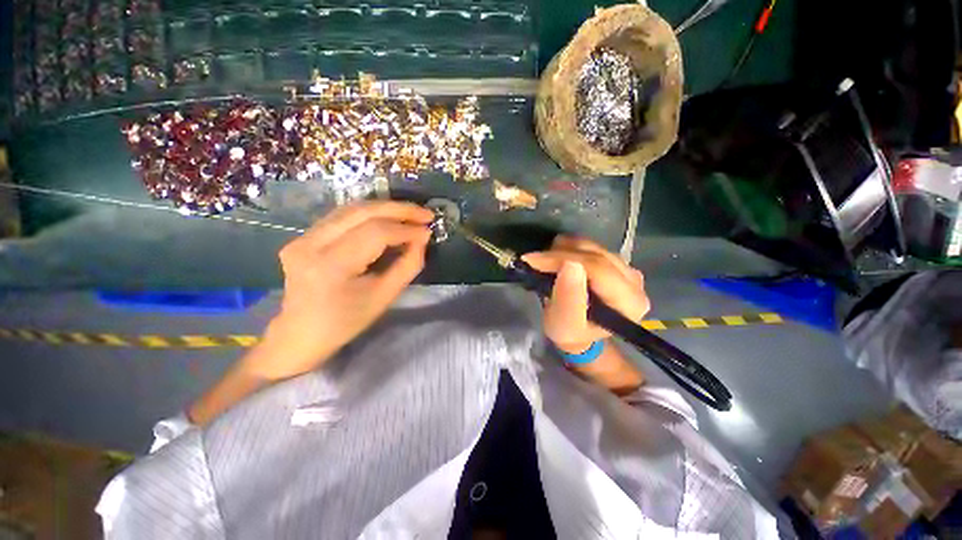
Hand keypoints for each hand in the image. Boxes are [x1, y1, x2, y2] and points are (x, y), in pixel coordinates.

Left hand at [249, 201, 433, 380]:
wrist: (301, 334)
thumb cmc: (346, 322)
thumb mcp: (384, 297)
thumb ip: (407, 266)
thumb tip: (422, 238)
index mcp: (330, 266)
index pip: (375, 234)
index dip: (405, 229)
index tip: (428, 231)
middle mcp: (310, 244)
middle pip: (361, 212)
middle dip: (399, 209)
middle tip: (425, 213)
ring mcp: (301, 237)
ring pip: (351, 209)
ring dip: (385, 208)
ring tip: (411, 213)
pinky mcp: (302, 236)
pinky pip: (342, 217)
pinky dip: (370, 215)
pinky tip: (388, 218)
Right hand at [522, 236, 649, 354]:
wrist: (580, 333)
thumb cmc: (571, 333)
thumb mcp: (565, 325)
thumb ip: (569, 299)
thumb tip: (570, 264)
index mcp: (630, 302)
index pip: (597, 268)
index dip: (562, 259)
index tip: (533, 260)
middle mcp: (635, 282)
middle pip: (595, 254)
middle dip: (559, 254)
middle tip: (534, 260)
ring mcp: (628, 269)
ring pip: (592, 246)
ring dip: (563, 250)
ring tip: (545, 262)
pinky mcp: (617, 262)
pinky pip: (591, 246)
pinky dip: (570, 249)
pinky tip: (558, 260)